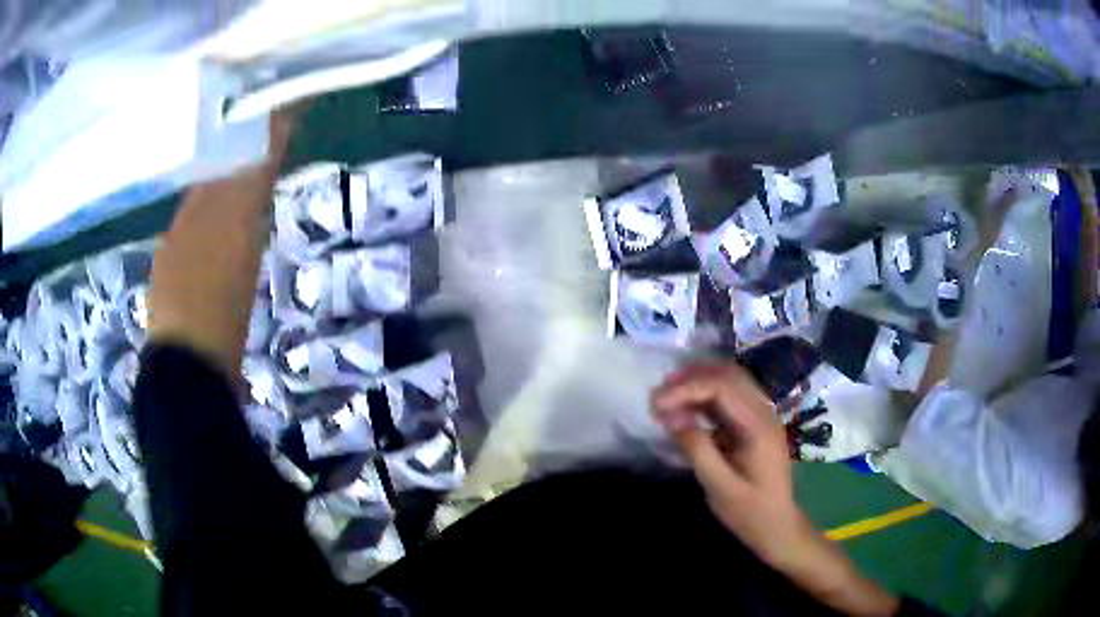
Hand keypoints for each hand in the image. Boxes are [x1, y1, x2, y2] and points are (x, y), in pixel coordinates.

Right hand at [651, 361, 810, 564]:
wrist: (777, 526)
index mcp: (759, 427)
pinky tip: (686, 408)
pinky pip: (731, 397)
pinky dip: (706, 396)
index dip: (687, 388)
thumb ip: (697, 449)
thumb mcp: (719, 487)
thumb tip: (671, 416)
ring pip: (730, 381)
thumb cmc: (749, 512)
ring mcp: (762, 416)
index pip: (723, 387)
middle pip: (728, 375)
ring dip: (698, 383)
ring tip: (667, 396)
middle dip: (691, 378)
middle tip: (658, 395)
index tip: (656, 403)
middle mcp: (764, 413)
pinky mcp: (755, 424)